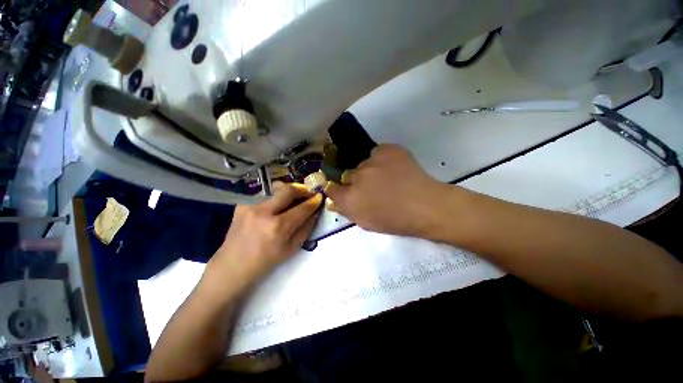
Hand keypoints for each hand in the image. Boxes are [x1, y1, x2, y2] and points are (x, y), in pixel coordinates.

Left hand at [209, 182, 322, 284]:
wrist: (232, 266)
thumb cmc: (266, 261)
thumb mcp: (292, 248)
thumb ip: (306, 228)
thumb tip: (315, 212)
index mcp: (278, 227)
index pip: (302, 208)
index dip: (314, 201)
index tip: (319, 197)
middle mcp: (263, 212)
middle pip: (288, 190)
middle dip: (302, 189)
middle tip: (308, 193)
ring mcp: (250, 206)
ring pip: (275, 190)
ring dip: (287, 194)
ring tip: (292, 201)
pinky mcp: (241, 205)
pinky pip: (264, 196)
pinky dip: (273, 199)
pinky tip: (273, 208)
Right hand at [325, 144, 447, 236]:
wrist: (426, 206)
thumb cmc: (396, 221)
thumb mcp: (366, 223)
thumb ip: (347, 210)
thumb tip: (334, 200)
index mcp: (350, 198)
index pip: (331, 188)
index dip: (338, 189)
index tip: (346, 191)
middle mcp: (356, 177)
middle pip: (348, 174)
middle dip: (356, 181)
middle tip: (373, 187)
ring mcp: (371, 161)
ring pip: (364, 164)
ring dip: (370, 170)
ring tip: (388, 178)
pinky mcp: (387, 150)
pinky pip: (377, 153)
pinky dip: (382, 159)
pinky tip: (395, 168)